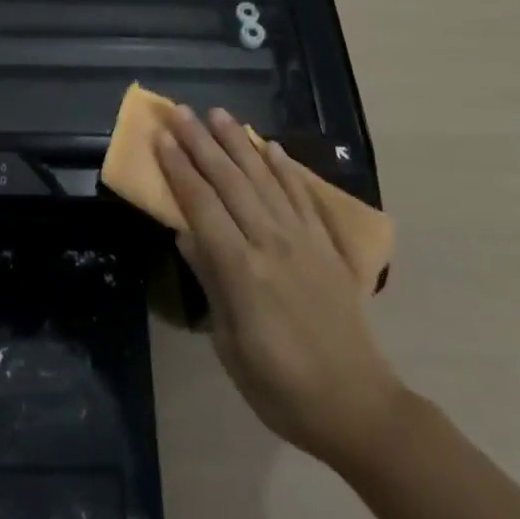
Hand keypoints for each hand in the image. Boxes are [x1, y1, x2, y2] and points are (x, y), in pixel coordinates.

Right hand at [157, 105, 403, 465]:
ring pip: (264, 178)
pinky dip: (285, 167)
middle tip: (180, 112)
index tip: (161, 139)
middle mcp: (271, 242)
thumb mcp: (230, 344)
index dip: (179, 170)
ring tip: (218, 113)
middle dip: (201, 143)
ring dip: (239, 143)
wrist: (358, 406)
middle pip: (230, 182)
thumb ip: (210, 282)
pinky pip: (302, 195)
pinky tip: (271, 146)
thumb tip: (185, 233)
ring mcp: (302, 239)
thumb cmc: (281, 387)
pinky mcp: (326, 245)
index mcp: (242, 270)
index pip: (202, 206)